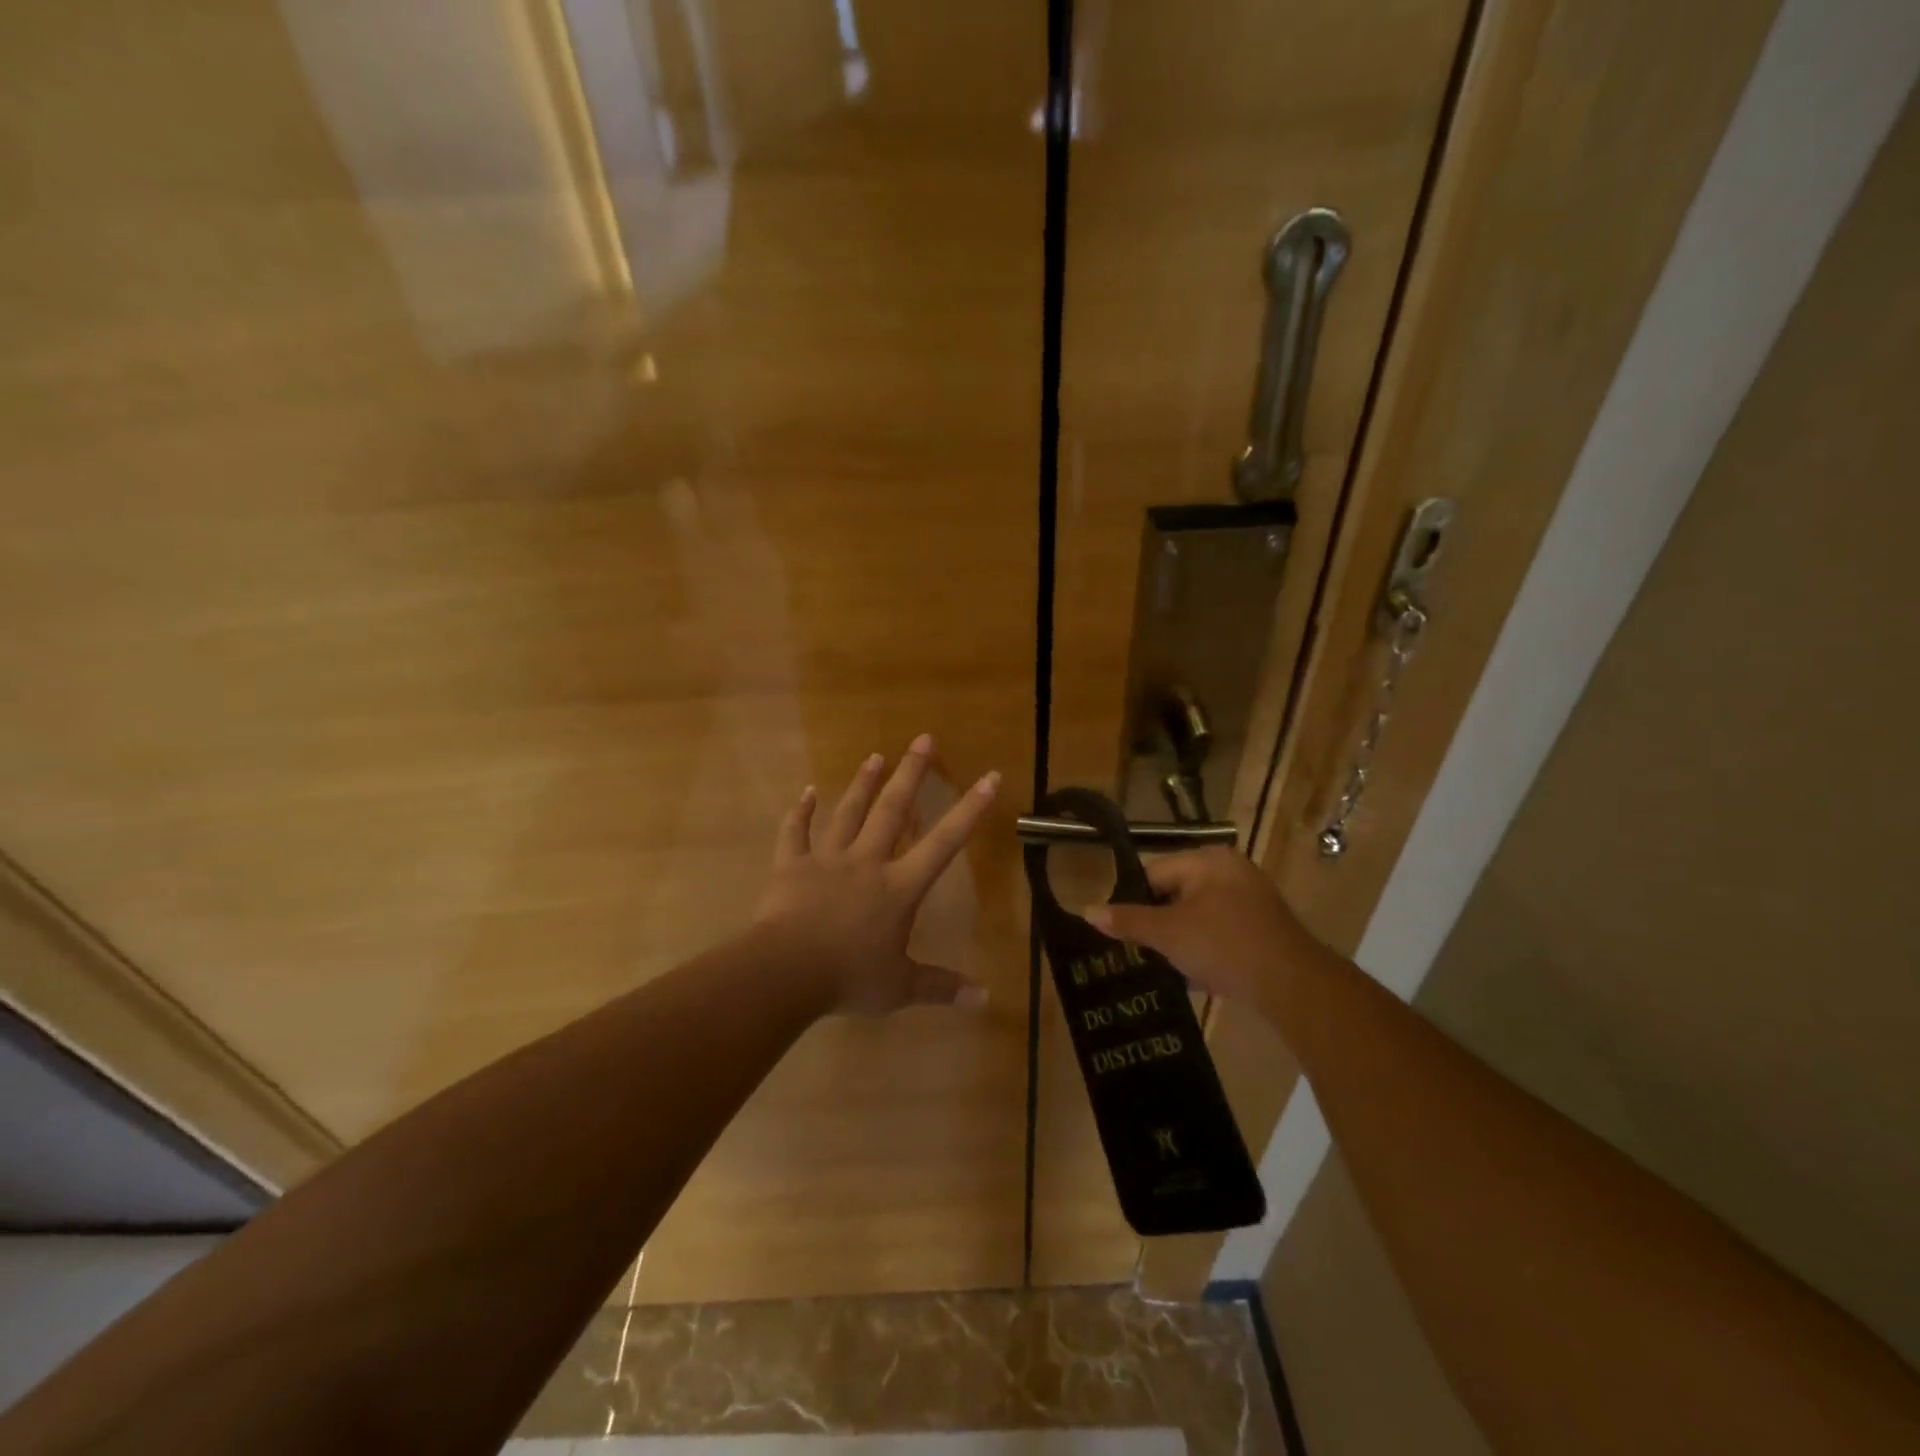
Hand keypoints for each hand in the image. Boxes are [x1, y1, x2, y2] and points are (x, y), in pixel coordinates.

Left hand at [754, 734, 999, 1014]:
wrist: (786, 973)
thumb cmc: (849, 978)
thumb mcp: (900, 988)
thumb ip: (940, 987)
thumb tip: (982, 999)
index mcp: (899, 887)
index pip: (944, 843)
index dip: (970, 810)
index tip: (989, 777)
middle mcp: (868, 862)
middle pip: (893, 810)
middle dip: (911, 774)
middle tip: (923, 738)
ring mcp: (828, 860)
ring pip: (849, 813)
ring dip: (863, 783)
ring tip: (875, 756)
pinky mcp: (792, 867)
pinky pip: (796, 833)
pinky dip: (800, 812)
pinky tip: (805, 792)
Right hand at [1083, 846, 1318, 1007]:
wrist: (1291, 984)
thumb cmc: (1223, 945)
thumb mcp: (1168, 933)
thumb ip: (1127, 921)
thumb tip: (1087, 910)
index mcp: (1207, 861)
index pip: (1154, 873)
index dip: (1134, 902)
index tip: (1123, 932)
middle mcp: (1230, 870)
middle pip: (1176, 893)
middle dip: (1158, 923)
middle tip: (1141, 951)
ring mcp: (1251, 899)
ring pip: (1198, 915)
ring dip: (1181, 939)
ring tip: (1165, 966)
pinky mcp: (1264, 927)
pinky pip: (1221, 931)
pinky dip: (1206, 948)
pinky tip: (1195, 975)